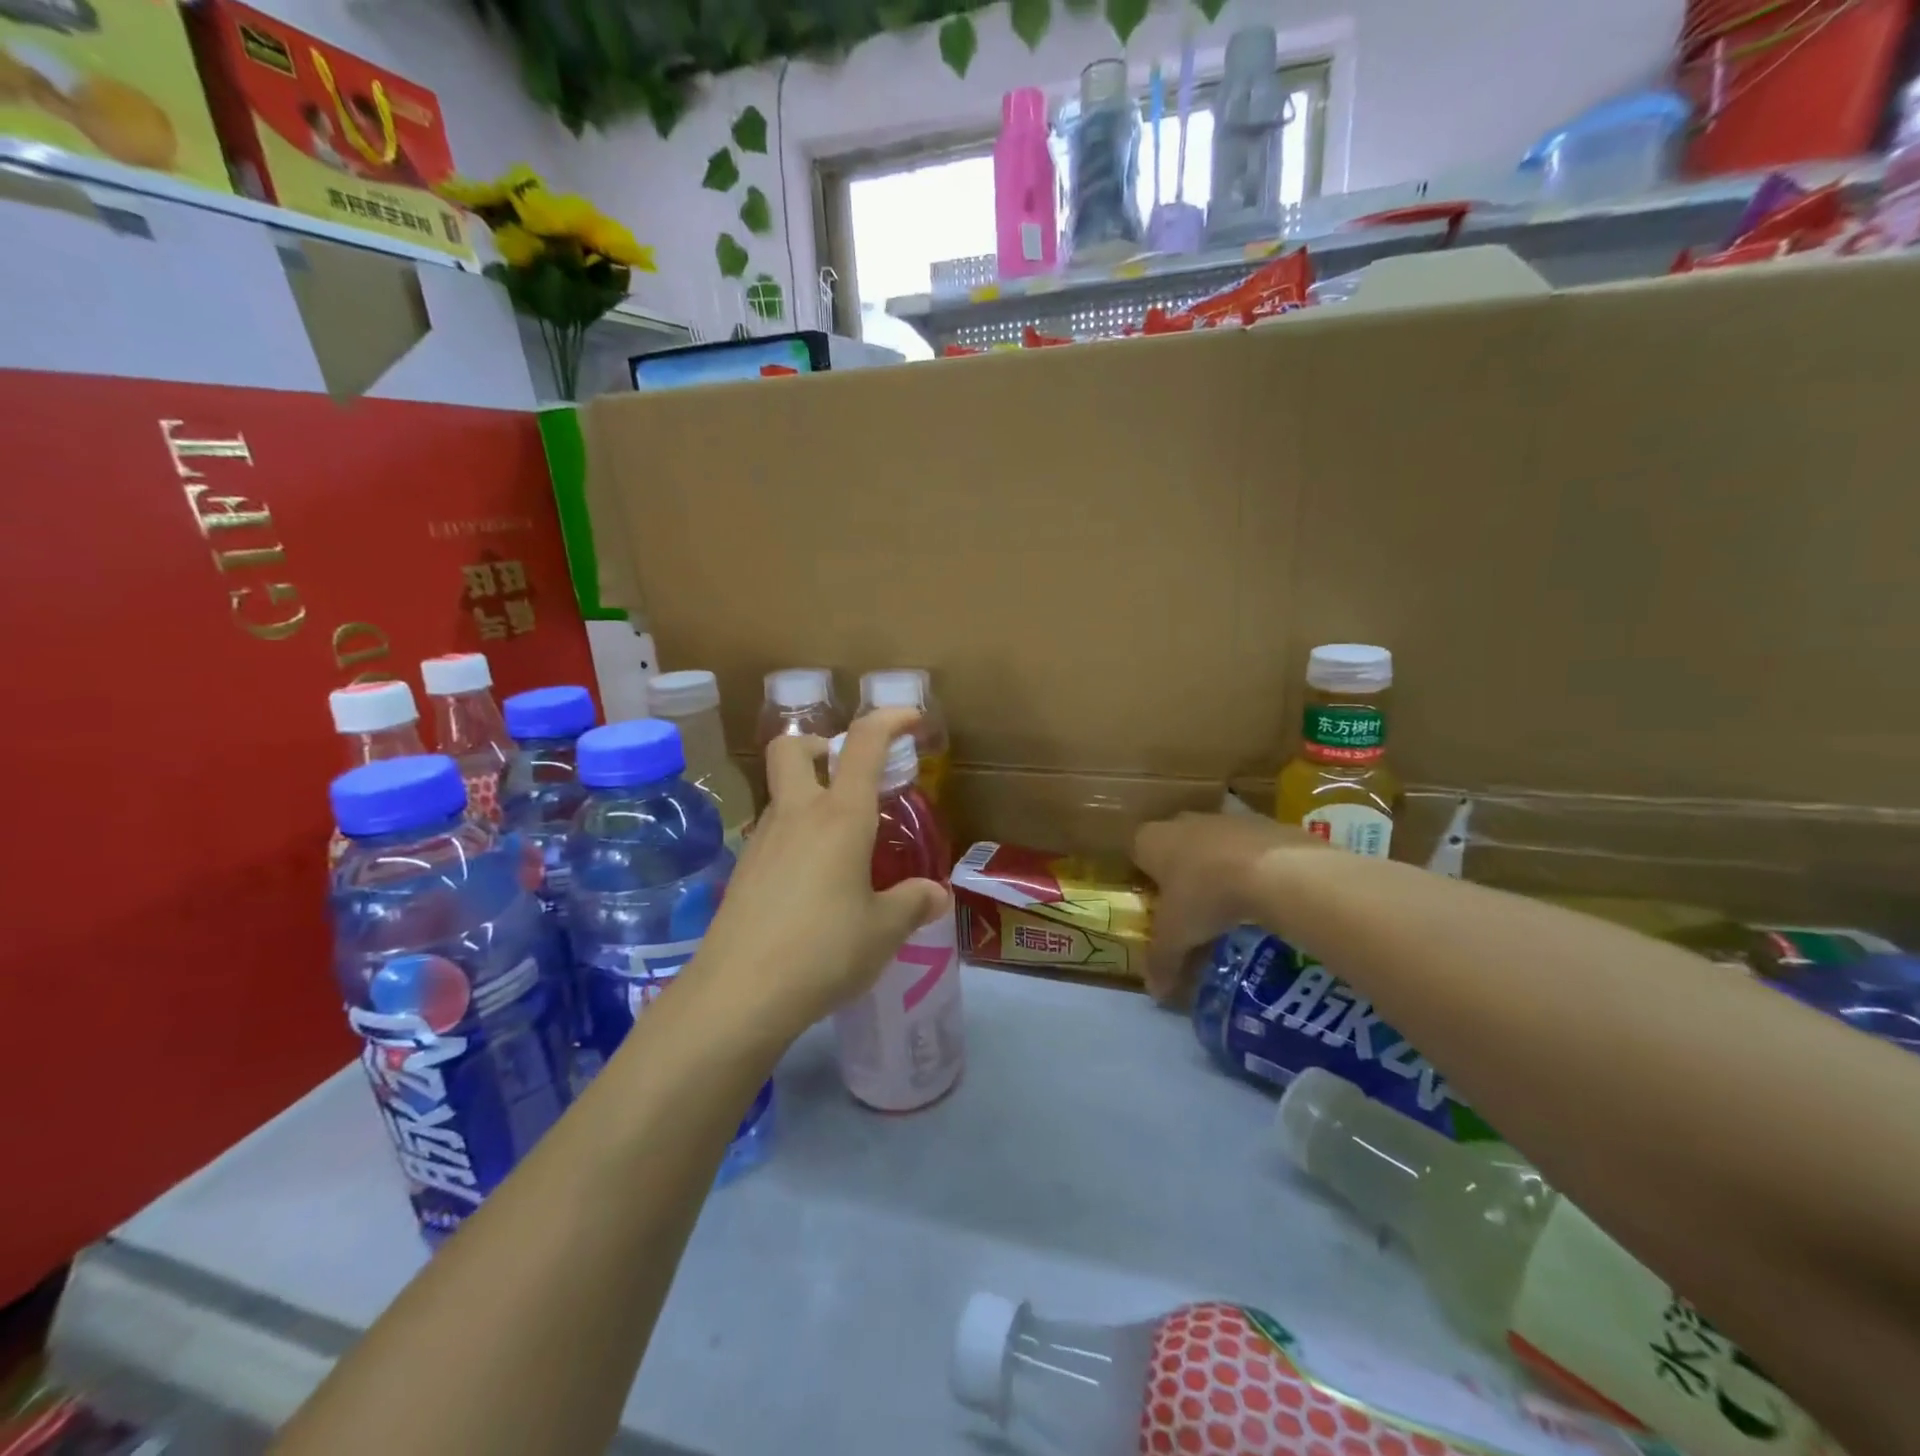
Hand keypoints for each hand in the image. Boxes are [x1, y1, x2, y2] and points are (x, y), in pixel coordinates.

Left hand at [690, 707, 949, 1041]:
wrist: (738, 994)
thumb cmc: (823, 951)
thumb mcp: (884, 930)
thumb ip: (913, 904)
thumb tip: (937, 895)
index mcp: (840, 817)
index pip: (862, 744)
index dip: (888, 720)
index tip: (910, 719)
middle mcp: (797, 815)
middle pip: (792, 748)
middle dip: (820, 745)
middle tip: (850, 774)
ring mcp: (762, 841)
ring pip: (782, 794)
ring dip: (810, 797)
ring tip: (844, 845)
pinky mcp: (743, 872)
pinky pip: (774, 834)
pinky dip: (797, 837)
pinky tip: (814, 884)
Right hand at [1132, 811, 1321, 1001]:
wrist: (1276, 869)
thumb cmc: (1206, 895)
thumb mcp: (1177, 936)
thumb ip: (1162, 962)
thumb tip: (1154, 994)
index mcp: (1152, 840)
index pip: (1137, 852)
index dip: (1144, 877)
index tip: (1155, 903)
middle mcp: (1183, 821)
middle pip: (1174, 845)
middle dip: (1180, 872)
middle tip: (1190, 907)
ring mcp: (1225, 818)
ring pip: (1212, 843)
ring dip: (1217, 866)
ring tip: (1230, 903)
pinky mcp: (1263, 822)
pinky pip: (1248, 847)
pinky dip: (1252, 865)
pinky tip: (1262, 892)